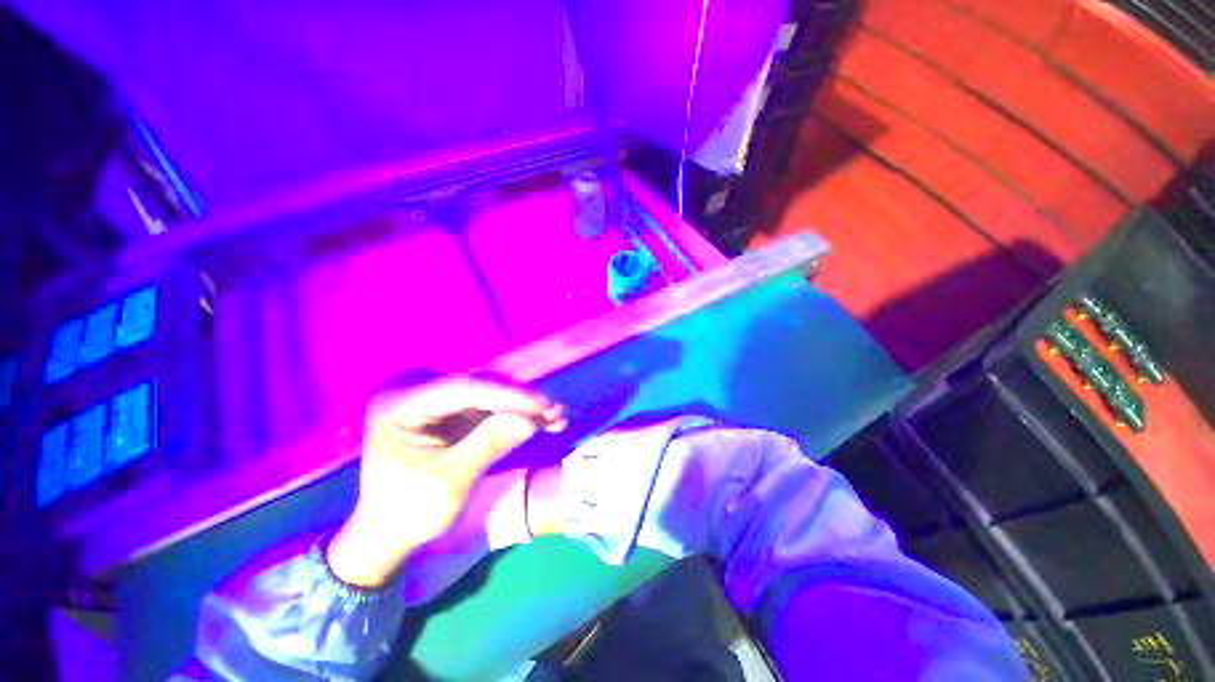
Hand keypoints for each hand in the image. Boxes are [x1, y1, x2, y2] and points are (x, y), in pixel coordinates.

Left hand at [327, 375, 564, 587]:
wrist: (389, 530)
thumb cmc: (407, 512)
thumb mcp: (448, 483)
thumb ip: (488, 446)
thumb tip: (532, 420)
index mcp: (397, 403)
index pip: (460, 390)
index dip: (506, 395)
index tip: (542, 404)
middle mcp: (416, 390)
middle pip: (478, 387)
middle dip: (519, 401)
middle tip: (555, 410)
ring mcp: (435, 397)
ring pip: (490, 395)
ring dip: (522, 407)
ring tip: (556, 417)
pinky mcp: (452, 409)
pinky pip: (490, 406)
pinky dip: (515, 415)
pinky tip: (542, 422)